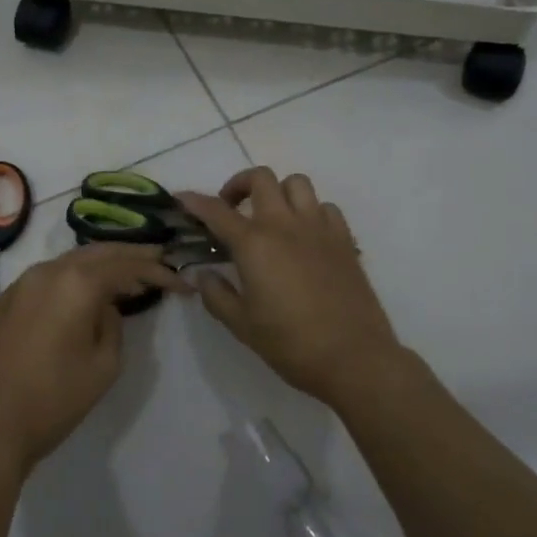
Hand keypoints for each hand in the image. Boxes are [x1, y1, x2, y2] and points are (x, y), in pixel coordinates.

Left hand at [0, 243, 190, 476]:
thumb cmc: (53, 399)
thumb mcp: (103, 366)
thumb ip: (112, 325)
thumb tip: (104, 307)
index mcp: (76, 282)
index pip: (127, 265)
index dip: (157, 270)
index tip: (181, 282)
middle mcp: (48, 270)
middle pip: (99, 252)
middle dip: (131, 255)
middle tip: (159, 260)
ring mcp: (22, 282)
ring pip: (72, 260)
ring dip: (102, 265)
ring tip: (127, 276)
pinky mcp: (6, 299)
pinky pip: (50, 276)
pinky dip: (75, 277)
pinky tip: (85, 293)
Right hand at [178, 168, 399, 409]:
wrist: (354, 357)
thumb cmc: (291, 344)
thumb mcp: (242, 325)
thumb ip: (217, 295)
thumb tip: (205, 274)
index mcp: (254, 243)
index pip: (217, 211)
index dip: (195, 202)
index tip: (182, 199)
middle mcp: (284, 224)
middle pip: (260, 178)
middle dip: (239, 185)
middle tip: (232, 209)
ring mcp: (318, 227)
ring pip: (296, 183)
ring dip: (278, 192)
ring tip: (271, 216)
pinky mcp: (344, 239)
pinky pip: (325, 207)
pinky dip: (310, 211)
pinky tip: (305, 235)